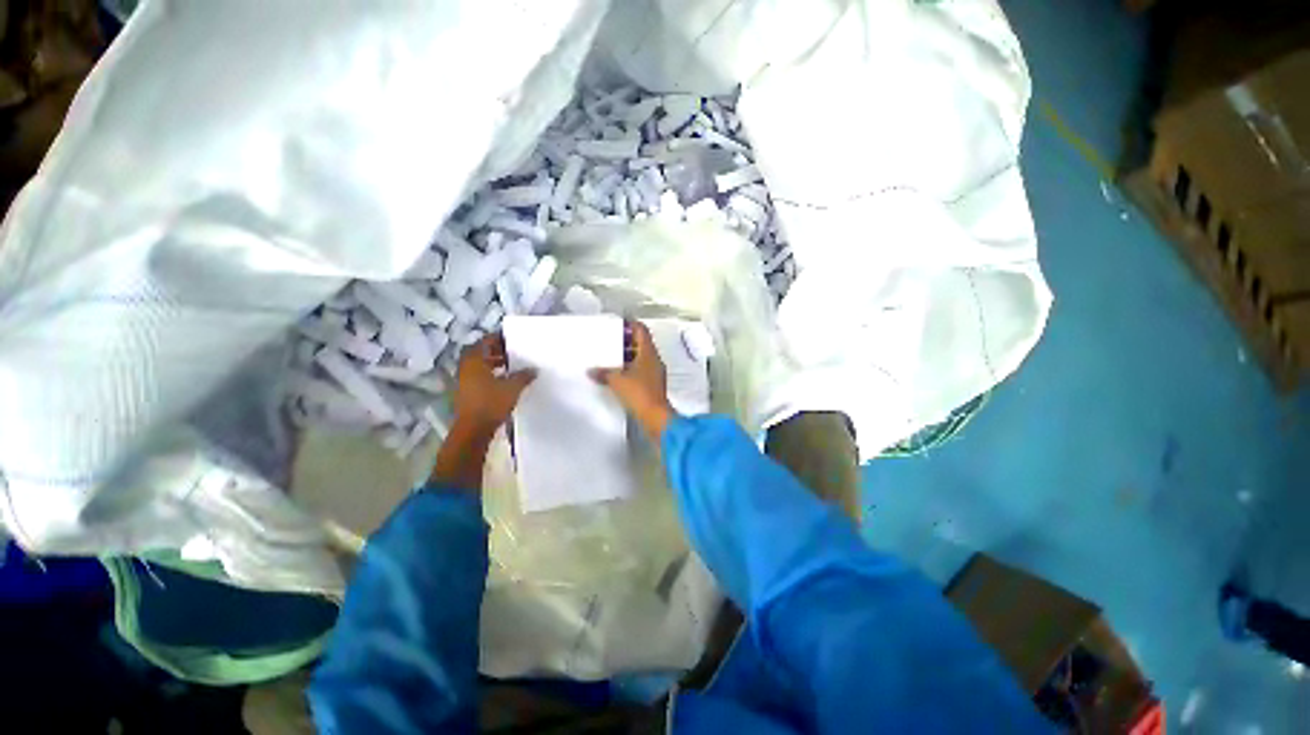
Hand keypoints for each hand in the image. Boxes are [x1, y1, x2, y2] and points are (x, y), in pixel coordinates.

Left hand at [452, 332, 535, 440]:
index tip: (511, 339)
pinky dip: (489, 374)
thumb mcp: (513, 387)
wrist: (473, 430)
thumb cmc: (491, 403)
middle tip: (512, 352)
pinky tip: (503, 381)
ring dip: (492, 363)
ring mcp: (463, 381)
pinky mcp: (466, 392)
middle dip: (495, 351)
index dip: (497, 338)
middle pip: (480, 353)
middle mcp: (465, 368)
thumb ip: (524, 376)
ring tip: (510, 366)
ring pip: (479, 365)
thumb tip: (534, 369)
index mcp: (474, 361)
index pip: (484, 342)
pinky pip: (478, 376)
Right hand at [591, 320, 675, 440]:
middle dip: (625, 342)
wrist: (655, 416)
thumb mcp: (617, 380)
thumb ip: (603, 373)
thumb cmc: (638, 392)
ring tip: (610, 358)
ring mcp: (655, 373)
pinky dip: (629, 370)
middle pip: (641, 344)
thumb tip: (591, 371)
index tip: (617, 324)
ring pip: (640, 358)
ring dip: (627, 357)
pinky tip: (617, 375)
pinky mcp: (653, 385)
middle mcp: (654, 359)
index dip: (630, 324)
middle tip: (609, 342)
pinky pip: (640, 371)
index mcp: (648, 352)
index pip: (641, 330)